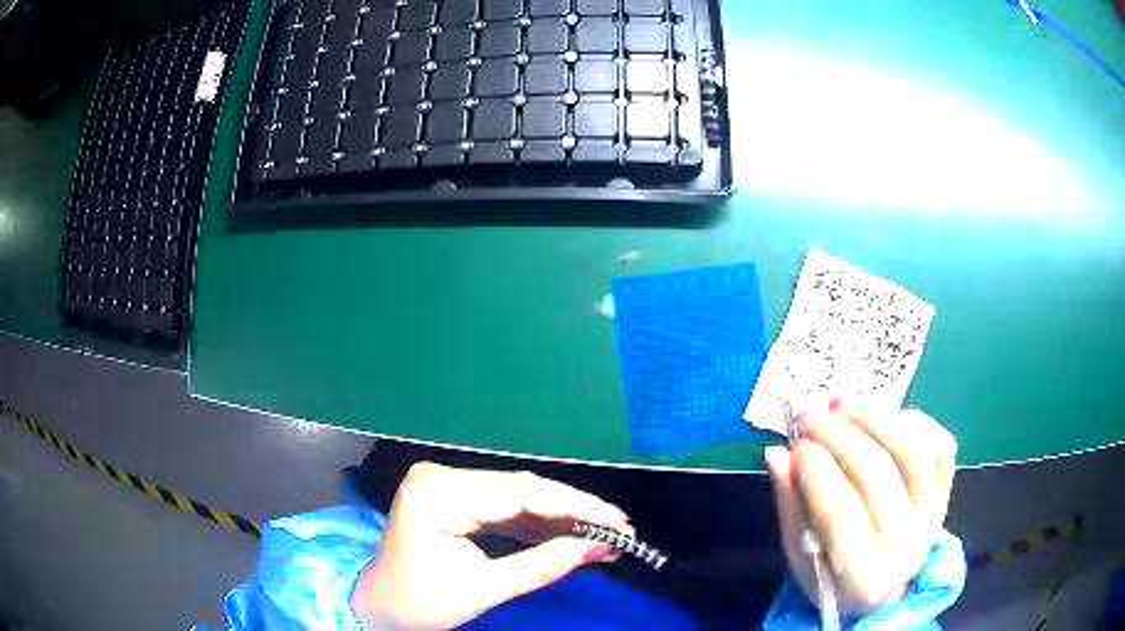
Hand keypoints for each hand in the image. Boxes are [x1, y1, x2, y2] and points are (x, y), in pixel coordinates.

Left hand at [351, 462, 632, 629]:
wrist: (379, 607)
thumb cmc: (421, 603)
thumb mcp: (484, 589)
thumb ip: (543, 565)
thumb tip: (598, 549)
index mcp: (437, 494)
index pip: (520, 493)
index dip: (575, 507)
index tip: (618, 522)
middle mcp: (440, 476)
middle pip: (521, 489)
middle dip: (572, 512)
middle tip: (617, 529)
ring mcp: (444, 483)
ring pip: (516, 496)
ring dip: (558, 517)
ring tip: (600, 533)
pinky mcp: (452, 497)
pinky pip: (502, 506)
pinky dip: (534, 524)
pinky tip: (565, 534)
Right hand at [764, 399, 956, 615]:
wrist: (886, 592)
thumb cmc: (834, 581)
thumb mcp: (802, 560)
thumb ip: (791, 508)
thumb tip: (777, 454)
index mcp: (863, 578)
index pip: (840, 514)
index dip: (816, 472)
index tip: (794, 446)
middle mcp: (907, 546)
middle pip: (877, 474)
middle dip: (838, 435)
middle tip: (807, 415)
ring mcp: (933, 517)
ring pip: (913, 451)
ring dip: (875, 418)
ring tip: (841, 406)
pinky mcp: (947, 494)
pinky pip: (940, 446)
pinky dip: (913, 422)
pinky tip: (881, 418)